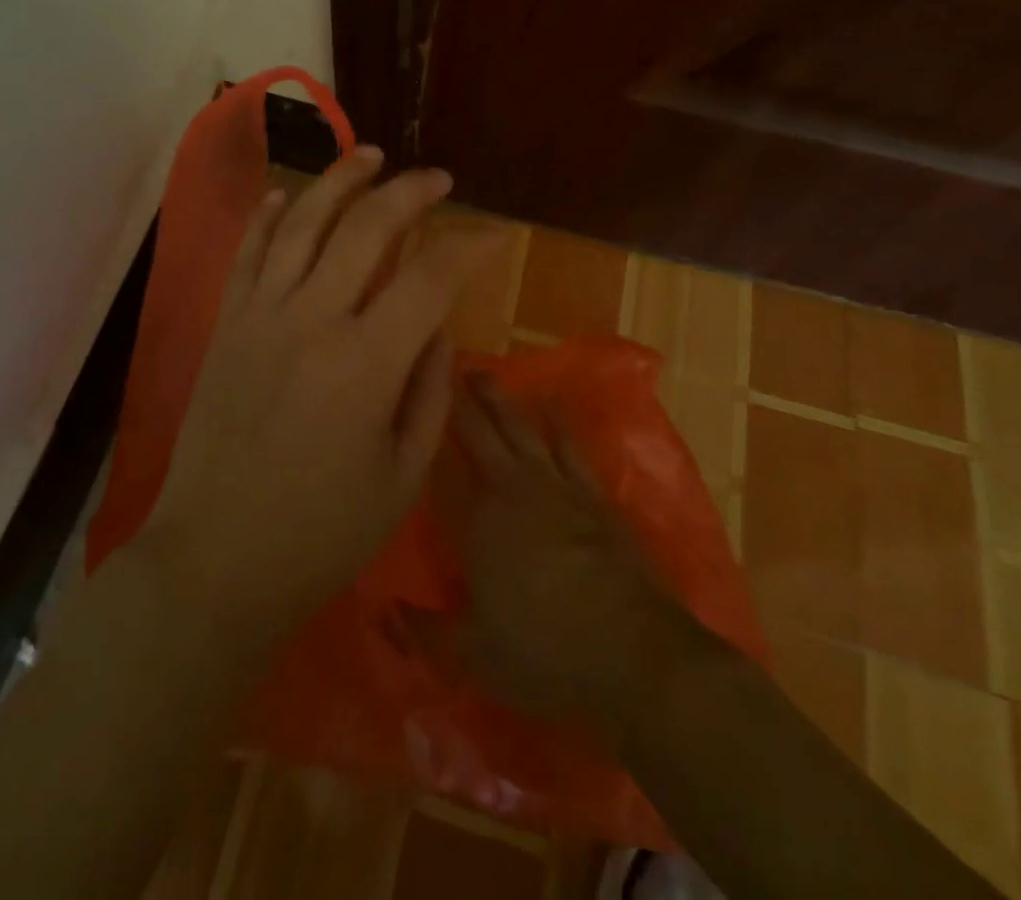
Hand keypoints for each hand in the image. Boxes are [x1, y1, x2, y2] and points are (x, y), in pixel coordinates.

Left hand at [138, 148, 504, 641]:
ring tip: (368, 155)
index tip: (493, 234)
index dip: (469, 245)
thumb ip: (429, 390)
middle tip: (435, 179)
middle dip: (408, 192)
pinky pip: (247, 253)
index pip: (430, 276)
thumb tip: (437, 325)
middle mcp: (311, 320)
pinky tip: (284, 194)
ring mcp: (259, 316)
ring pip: (301, 222)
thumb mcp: (402, 475)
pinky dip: (267, 216)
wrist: (214, 561)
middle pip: (365, 228)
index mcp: (366, 363)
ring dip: (338, 181)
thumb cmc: (320, 534)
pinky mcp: (225, 325)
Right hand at [424, 375, 706, 752]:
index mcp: (477, 525)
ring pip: (521, 428)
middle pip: (479, 434)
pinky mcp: (592, 494)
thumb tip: (384, 608)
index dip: (425, 435)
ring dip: (500, 399)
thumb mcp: (474, 656)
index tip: (410, 402)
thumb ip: (424, 629)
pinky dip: (557, 421)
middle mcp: (512, 492)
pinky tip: (549, 401)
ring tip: (484, 372)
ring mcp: (556, 487)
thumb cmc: (547, 656)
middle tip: (445, 365)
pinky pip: (569, 444)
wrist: (636, 655)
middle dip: (459, 400)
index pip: (442, 470)